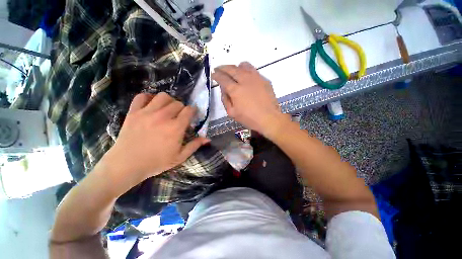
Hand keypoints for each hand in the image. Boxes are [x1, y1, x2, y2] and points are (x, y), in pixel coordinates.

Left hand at [101, 93, 209, 186]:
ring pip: (162, 96)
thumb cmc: (156, 162)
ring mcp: (147, 113)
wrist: (126, 165)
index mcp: (176, 128)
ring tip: (167, 108)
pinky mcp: (133, 112)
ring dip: (168, 100)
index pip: (189, 110)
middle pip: (177, 103)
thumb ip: (195, 145)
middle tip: (179, 115)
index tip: (192, 115)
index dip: (193, 111)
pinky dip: (148, 97)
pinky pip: (142, 97)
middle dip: (182, 108)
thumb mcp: (180, 157)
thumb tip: (208, 139)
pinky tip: (151, 105)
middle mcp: (163, 117)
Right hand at [212, 62, 290, 135]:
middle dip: (223, 67)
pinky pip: (253, 70)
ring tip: (233, 70)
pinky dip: (247, 71)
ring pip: (243, 66)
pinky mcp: (264, 79)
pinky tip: (246, 76)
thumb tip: (223, 89)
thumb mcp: (232, 113)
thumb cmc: (249, 118)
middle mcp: (245, 80)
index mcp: (235, 90)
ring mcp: (256, 78)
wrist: (269, 118)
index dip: (216, 75)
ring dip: (235, 67)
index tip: (213, 74)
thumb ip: (225, 99)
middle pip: (231, 69)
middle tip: (219, 69)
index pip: (223, 78)